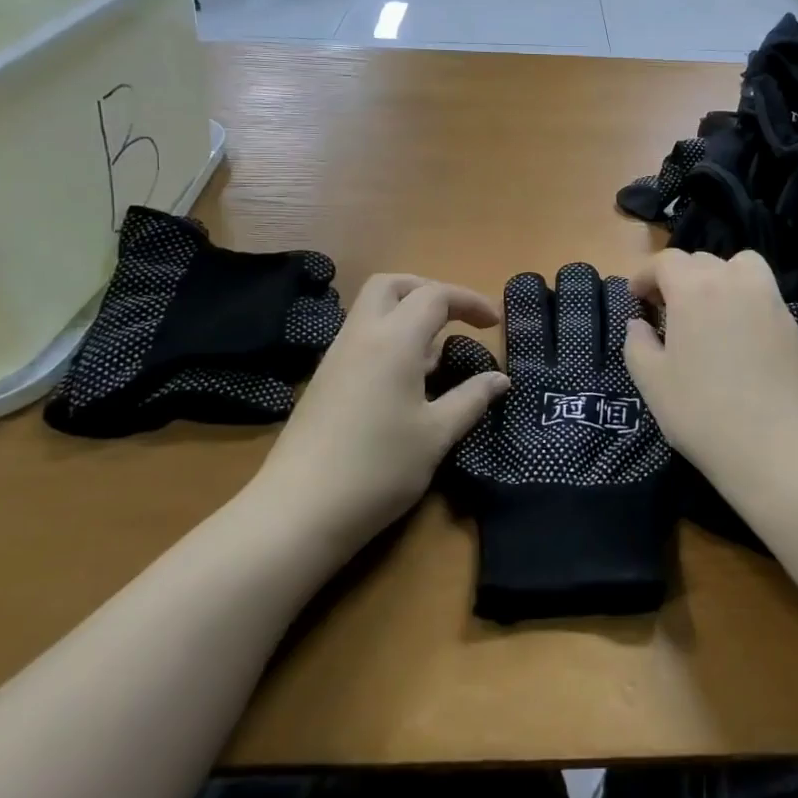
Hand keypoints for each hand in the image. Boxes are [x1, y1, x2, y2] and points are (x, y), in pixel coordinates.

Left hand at [246, 275, 509, 556]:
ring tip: (436, 356)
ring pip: (372, 309)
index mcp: (394, 340)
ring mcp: (337, 356)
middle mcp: (362, 336)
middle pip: (392, 285)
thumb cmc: (378, 468)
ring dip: (407, 314)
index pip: (435, 295)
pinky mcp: (324, 380)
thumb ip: (471, 399)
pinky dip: (389, 338)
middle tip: (456, 319)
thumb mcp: (436, 435)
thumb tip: (500, 379)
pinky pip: (361, 337)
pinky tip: (405, 381)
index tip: (495, 324)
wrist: (297, 512)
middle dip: (429, 291)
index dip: (470, 301)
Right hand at [623, 250, 797, 484]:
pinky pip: (762, 293)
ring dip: (718, 277)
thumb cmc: (703, 413)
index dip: (646, 275)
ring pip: (740, 266)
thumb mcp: (652, 382)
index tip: (636, 297)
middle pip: (701, 260)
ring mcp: (769, 300)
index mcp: (695, 289)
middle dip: (678, 277)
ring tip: (708, 310)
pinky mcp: (792, 323)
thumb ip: (637, 344)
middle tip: (666, 309)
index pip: (666, 262)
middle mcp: (734, 282)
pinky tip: (737, 336)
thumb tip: (639, 324)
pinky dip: (744, 298)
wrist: (777, 448)